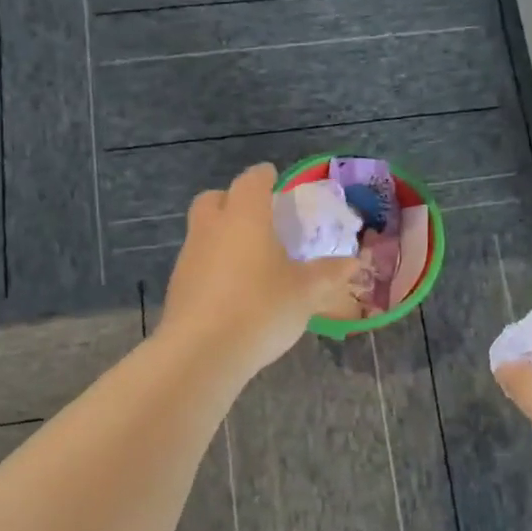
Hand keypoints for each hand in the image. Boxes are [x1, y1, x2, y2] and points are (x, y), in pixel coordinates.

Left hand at [159, 164, 362, 377]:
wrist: (201, 353)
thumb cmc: (261, 309)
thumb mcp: (306, 293)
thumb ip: (329, 273)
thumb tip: (353, 262)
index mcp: (245, 217)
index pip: (252, 180)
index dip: (265, 177)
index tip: (276, 180)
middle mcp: (212, 228)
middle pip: (215, 198)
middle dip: (234, 200)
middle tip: (259, 218)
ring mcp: (189, 256)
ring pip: (203, 230)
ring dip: (223, 234)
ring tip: (251, 259)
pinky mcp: (178, 286)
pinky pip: (198, 262)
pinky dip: (214, 265)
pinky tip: (234, 290)